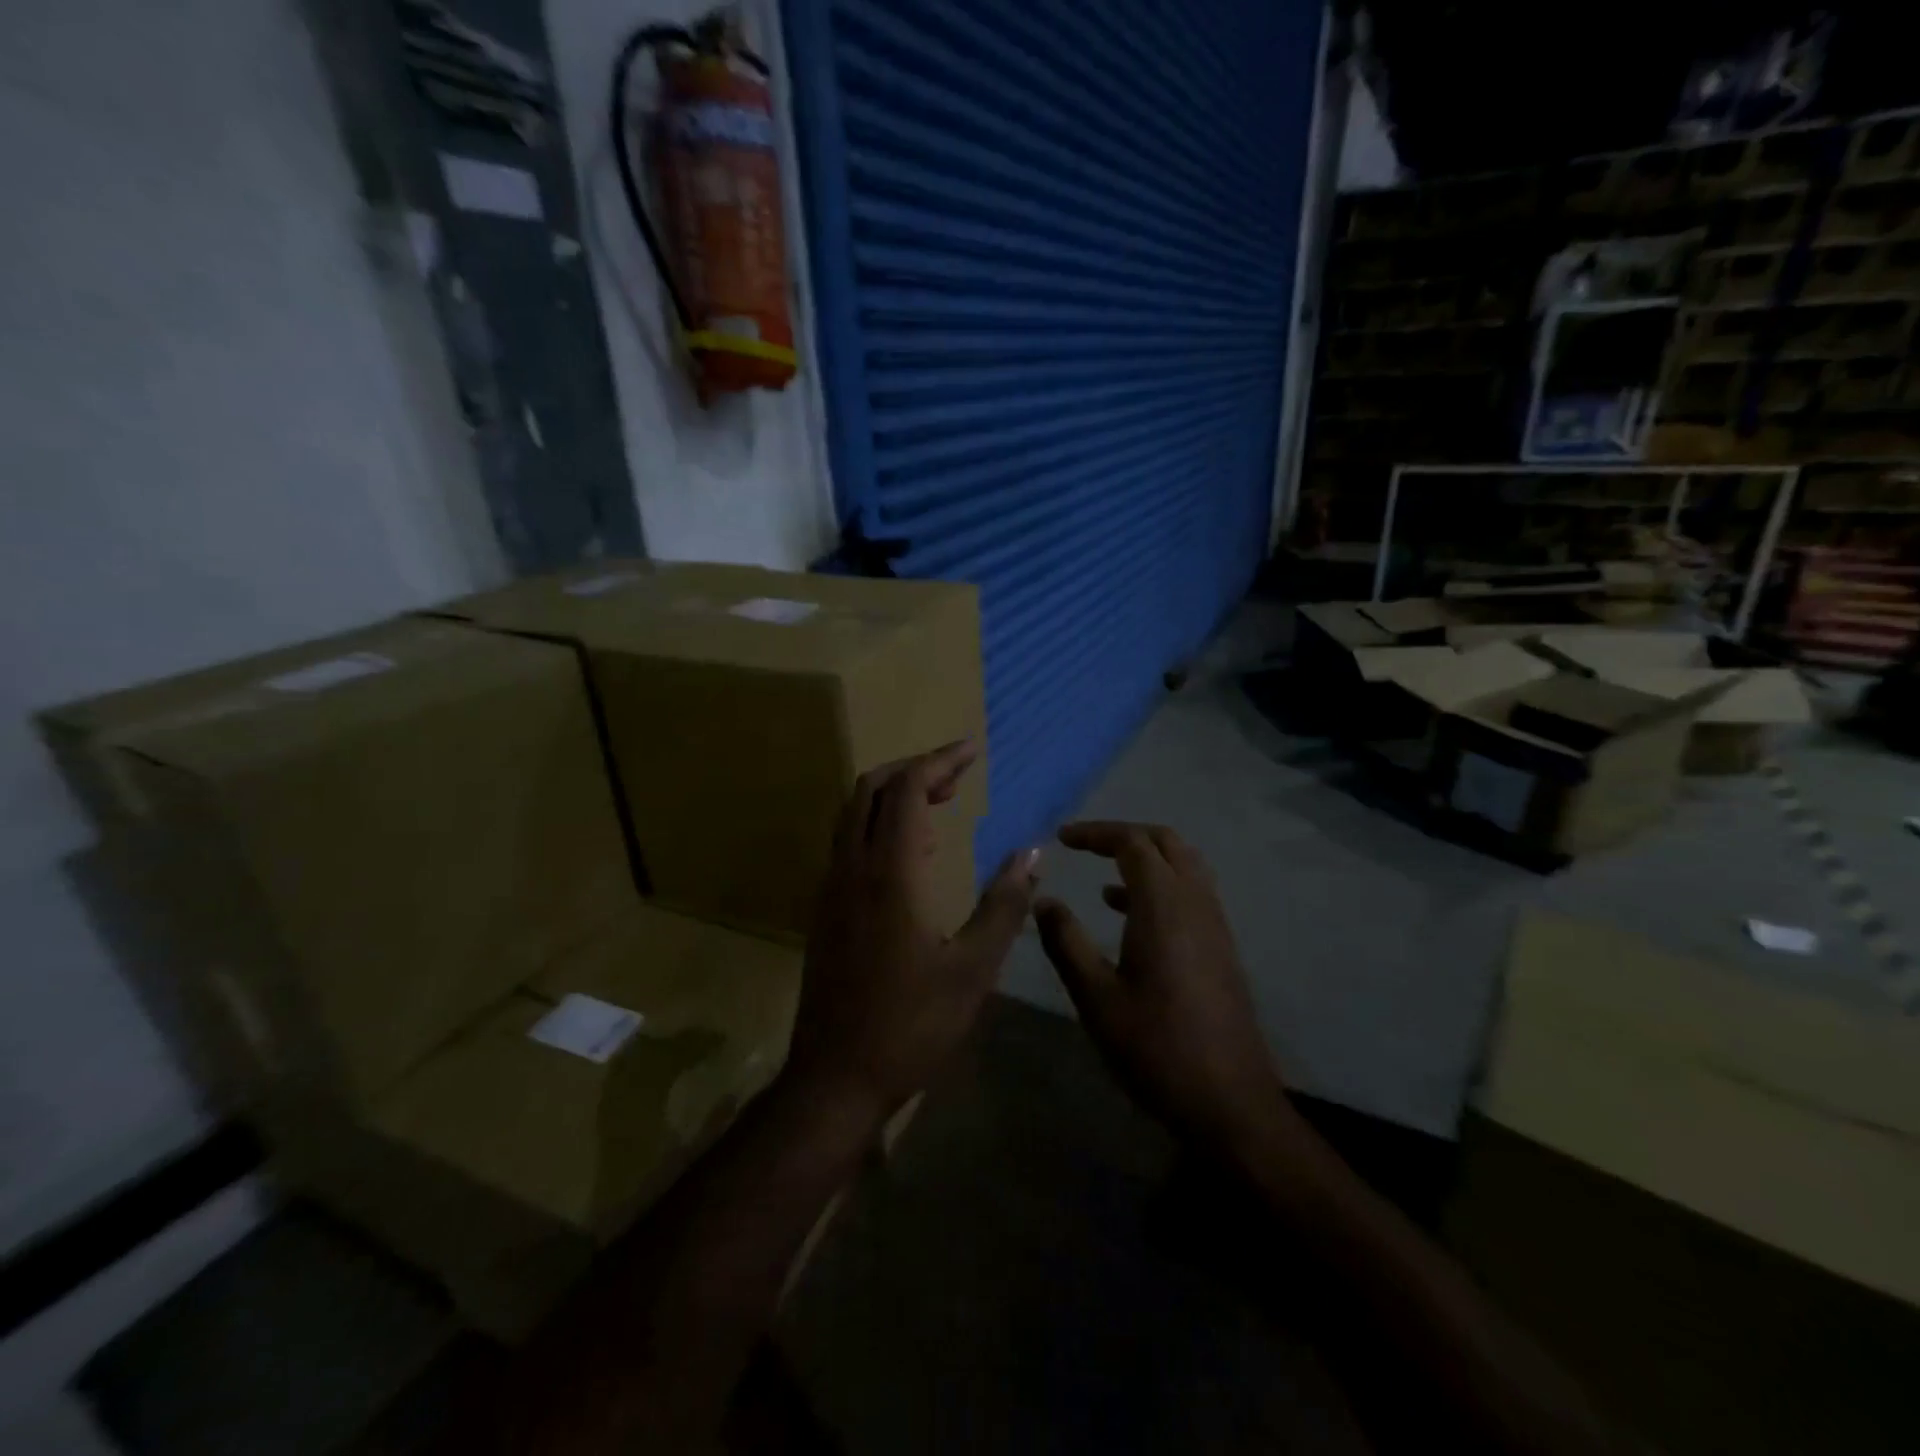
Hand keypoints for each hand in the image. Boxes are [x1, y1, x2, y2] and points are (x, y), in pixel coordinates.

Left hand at [786, 741, 1040, 1120]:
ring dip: (893, 794)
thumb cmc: (911, 1026)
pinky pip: (849, 843)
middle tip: (958, 774)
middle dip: (914, 769)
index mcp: (889, 874)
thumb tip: (1032, 854)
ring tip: (941, 801)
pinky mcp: (826, 910)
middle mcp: (851, 869)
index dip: (940, 762)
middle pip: (871, 789)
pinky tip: (914, 852)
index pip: (906, 790)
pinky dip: (880, 824)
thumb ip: (1004, 905)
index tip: (972, 750)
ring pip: (853, 814)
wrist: (835, 1078)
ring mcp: (832, 888)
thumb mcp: (973, 970)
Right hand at [1034, 822, 1293, 1155]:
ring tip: (1102, 875)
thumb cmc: (1155, 1047)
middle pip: (1165, 842)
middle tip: (1085, 846)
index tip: (1062, 838)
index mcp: (1164, 905)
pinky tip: (1128, 914)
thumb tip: (1044, 901)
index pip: (1132, 843)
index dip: (1095, 833)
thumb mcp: (1096, 997)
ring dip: (1145, 859)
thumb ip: (1066, 942)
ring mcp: (1214, 924)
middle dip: (1124, 835)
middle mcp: (1196, 903)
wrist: (1229, 1102)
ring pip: (1184, 866)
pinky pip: (1191, 893)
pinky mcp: (1221, 948)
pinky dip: (1160, 885)